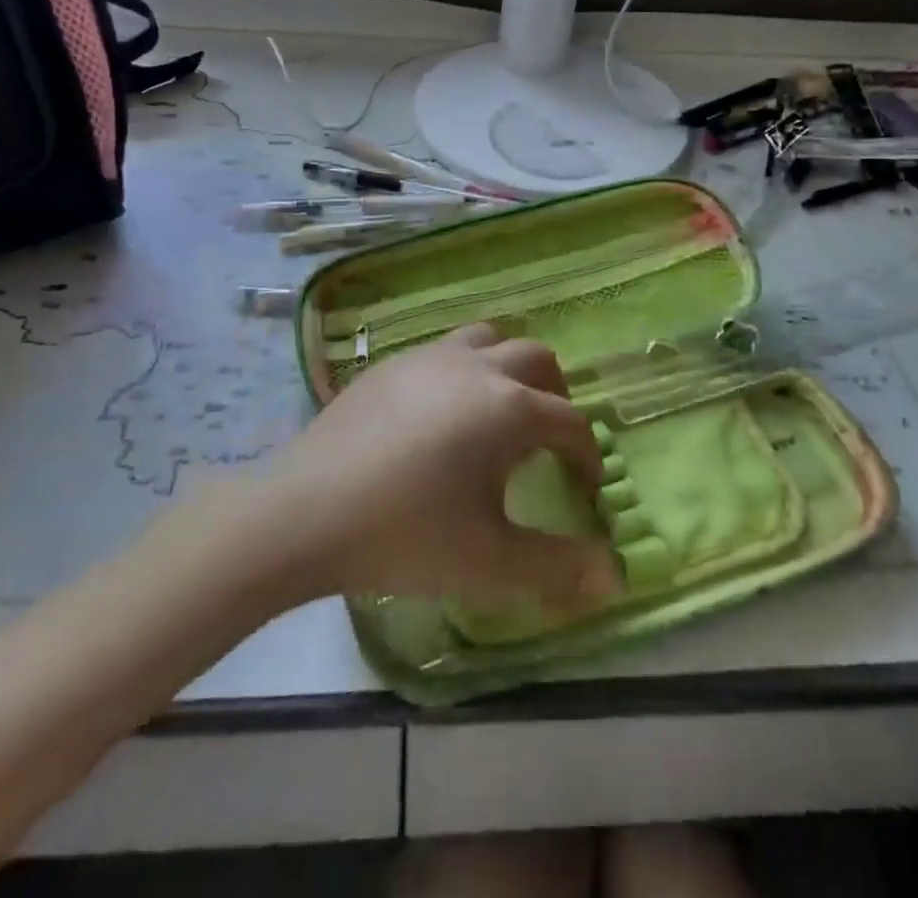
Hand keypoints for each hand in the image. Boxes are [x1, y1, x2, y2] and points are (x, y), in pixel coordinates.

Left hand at [262, 325, 622, 605]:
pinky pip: (444, 351)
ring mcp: (430, 357)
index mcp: (510, 408)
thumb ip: (559, 568)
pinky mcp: (390, 363)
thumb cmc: (406, 536)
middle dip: (556, 396)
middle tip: (549, 440)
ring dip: (509, 369)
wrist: (303, 513)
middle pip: (538, 360)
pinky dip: (464, 371)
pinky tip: (439, 416)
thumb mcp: (491, 562)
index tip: (584, 488)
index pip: (571, 422)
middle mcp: (477, 367)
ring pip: (489, 340)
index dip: (587, 456)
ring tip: (498, 413)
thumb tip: (615, 576)